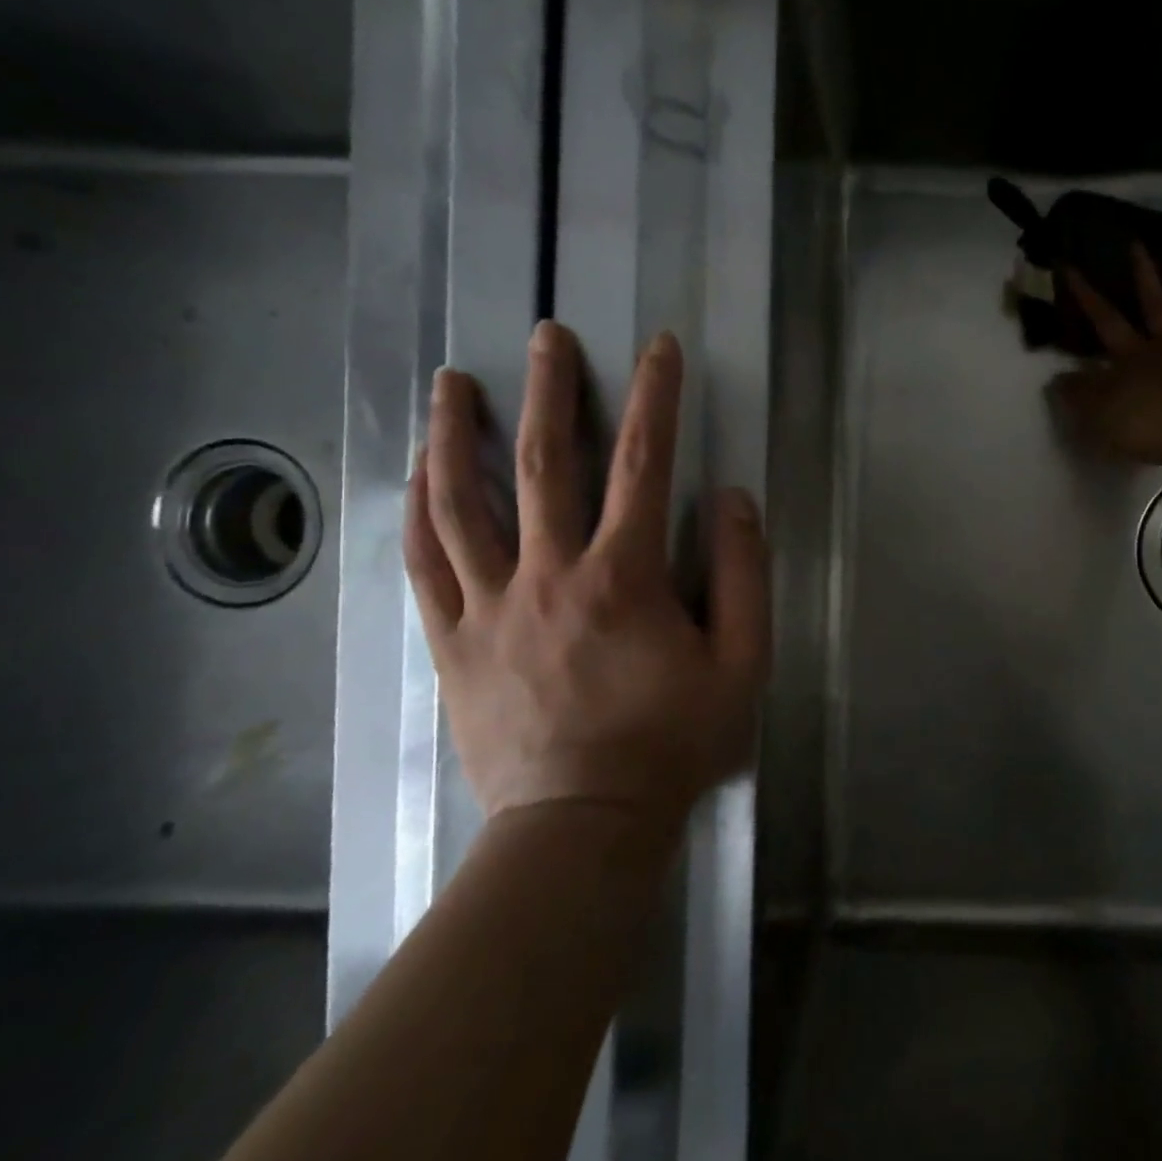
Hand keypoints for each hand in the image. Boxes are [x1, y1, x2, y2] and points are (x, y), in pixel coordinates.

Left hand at [404, 323, 770, 829]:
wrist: (582, 824)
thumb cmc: (672, 743)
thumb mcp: (742, 664)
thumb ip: (744, 576)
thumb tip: (733, 499)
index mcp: (624, 577)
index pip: (643, 465)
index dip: (655, 398)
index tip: (658, 349)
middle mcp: (549, 575)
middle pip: (544, 465)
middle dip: (551, 391)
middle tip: (545, 336)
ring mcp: (490, 606)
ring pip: (462, 505)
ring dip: (457, 436)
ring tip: (450, 384)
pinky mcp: (454, 641)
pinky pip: (425, 565)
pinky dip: (419, 511)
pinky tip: (417, 475)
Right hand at [1050, 245, 1161, 469]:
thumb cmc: (1148, 425)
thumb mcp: (1099, 415)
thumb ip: (1078, 394)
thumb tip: (1058, 378)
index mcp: (1132, 356)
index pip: (1104, 319)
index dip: (1085, 294)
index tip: (1070, 265)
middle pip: (1153, 305)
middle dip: (1142, 275)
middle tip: (1137, 244)